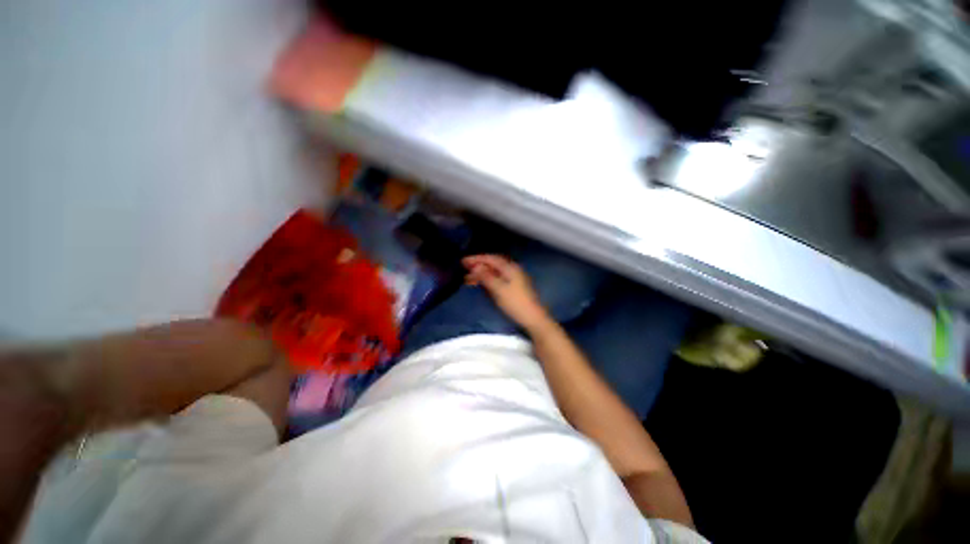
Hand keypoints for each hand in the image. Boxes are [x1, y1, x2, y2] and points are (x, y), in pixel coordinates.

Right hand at [463, 254, 551, 330]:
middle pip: (493, 264)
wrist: (533, 318)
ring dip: (481, 274)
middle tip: (463, 268)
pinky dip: (487, 280)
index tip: (463, 261)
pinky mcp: (513, 288)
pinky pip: (497, 279)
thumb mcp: (499, 289)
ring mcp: (513, 279)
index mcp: (510, 268)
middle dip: (478, 265)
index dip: (476, 259)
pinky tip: (480, 284)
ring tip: (467, 278)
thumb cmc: (516, 303)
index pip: (491, 258)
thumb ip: (486, 277)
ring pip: (494, 272)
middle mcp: (512, 270)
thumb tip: (475, 266)